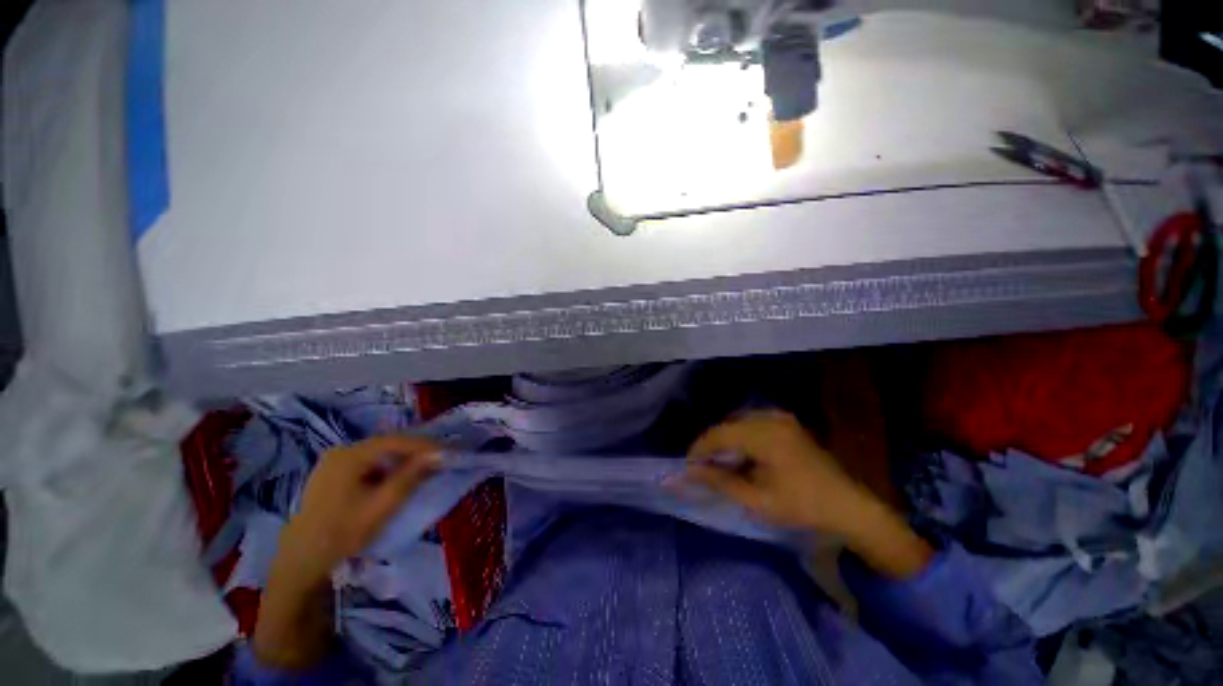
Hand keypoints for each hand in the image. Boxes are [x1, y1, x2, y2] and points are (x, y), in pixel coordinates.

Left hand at [255, 436, 441, 668]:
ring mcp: (333, 463)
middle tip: (438, 459)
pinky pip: (367, 464)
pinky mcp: (331, 474)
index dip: (424, 445)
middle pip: (386, 445)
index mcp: (349, 456)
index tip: (448, 451)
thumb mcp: (382, 505)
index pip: (395, 441)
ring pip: (378, 455)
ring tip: (422, 469)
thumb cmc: (342, 533)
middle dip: (414, 452)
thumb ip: (411, 476)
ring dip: (401, 461)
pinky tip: (396, 479)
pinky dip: (386, 469)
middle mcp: (340, 452)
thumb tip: (439, 454)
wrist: (301, 563)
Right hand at [685, 410, 871, 534]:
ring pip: (739, 422)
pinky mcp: (788, 423)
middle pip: (728, 425)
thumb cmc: (803, 506)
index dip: (699, 448)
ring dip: (726, 439)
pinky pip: (754, 422)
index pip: (719, 434)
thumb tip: (690, 471)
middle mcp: (771, 418)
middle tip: (704, 467)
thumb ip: (720, 482)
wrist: (849, 506)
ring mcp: (781, 418)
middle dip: (712, 445)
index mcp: (764, 435)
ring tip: (722, 462)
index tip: (688, 465)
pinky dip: (742, 435)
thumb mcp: (757, 499)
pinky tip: (743, 454)